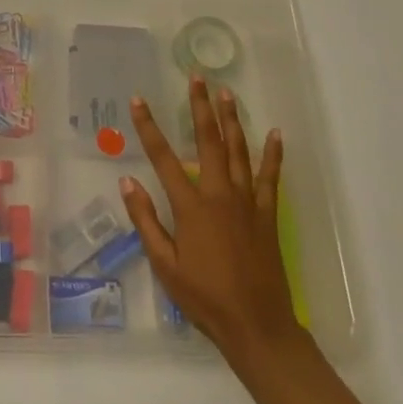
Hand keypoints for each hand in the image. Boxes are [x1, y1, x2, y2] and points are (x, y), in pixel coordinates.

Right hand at [120, 78, 304, 370]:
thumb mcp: (164, 265)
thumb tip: (128, 182)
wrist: (256, 326)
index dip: (148, 127)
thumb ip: (146, 221)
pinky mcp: (266, 214)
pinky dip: (273, 155)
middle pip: (208, 141)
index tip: (137, 100)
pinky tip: (275, 134)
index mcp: (190, 207)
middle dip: (200, 106)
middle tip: (197, 77)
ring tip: (227, 92)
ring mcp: (246, 202)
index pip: (163, 157)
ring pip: (238, 151)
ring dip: (232, 120)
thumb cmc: (204, 298)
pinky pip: (269, 177)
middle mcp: (219, 194)